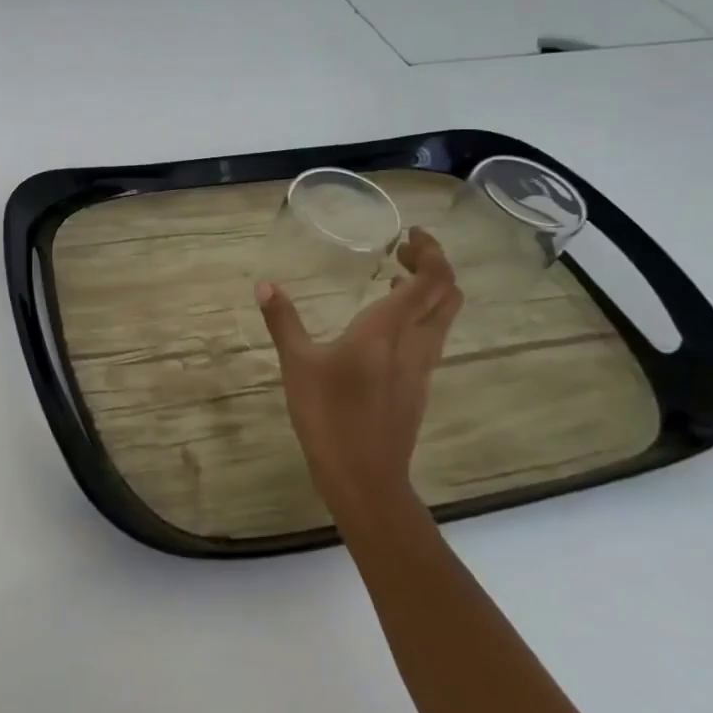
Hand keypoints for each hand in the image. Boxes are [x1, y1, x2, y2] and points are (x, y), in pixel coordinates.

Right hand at [257, 227, 463, 523]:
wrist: (365, 479)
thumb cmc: (329, 416)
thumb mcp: (297, 364)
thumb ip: (283, 321)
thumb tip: (265, 285)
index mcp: (387, 331)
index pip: (431, 281)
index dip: (430, 252)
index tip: (410, 233)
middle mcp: (415, 345)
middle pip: (448, 296)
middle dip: (433, 266)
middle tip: (402, 251)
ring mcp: (421, 369)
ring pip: (443, 319)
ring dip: (429, 292)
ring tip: (395, 277)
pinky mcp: (417, 388)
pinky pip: (430, 339)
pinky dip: (419, 316)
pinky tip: (386, 324)